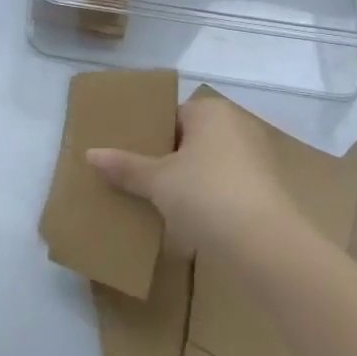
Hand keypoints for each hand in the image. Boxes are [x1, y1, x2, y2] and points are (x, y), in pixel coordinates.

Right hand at [86, 90, 298, 258]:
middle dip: (166, 159)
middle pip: (190, 139)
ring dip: (187, 180)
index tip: (129, 156)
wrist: (264, 243)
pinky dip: (207, 197)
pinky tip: (188, 218)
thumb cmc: (206, 194)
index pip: (171, 115)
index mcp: (211, 112)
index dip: (148, 135)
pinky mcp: (266, 189)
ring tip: (157, 201)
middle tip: (137, 179)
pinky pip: (225, 185)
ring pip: (208, 164)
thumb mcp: (157, 181)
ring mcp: (256, 158)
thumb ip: (125, 166)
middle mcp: (237, 126)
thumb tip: (90, 154)